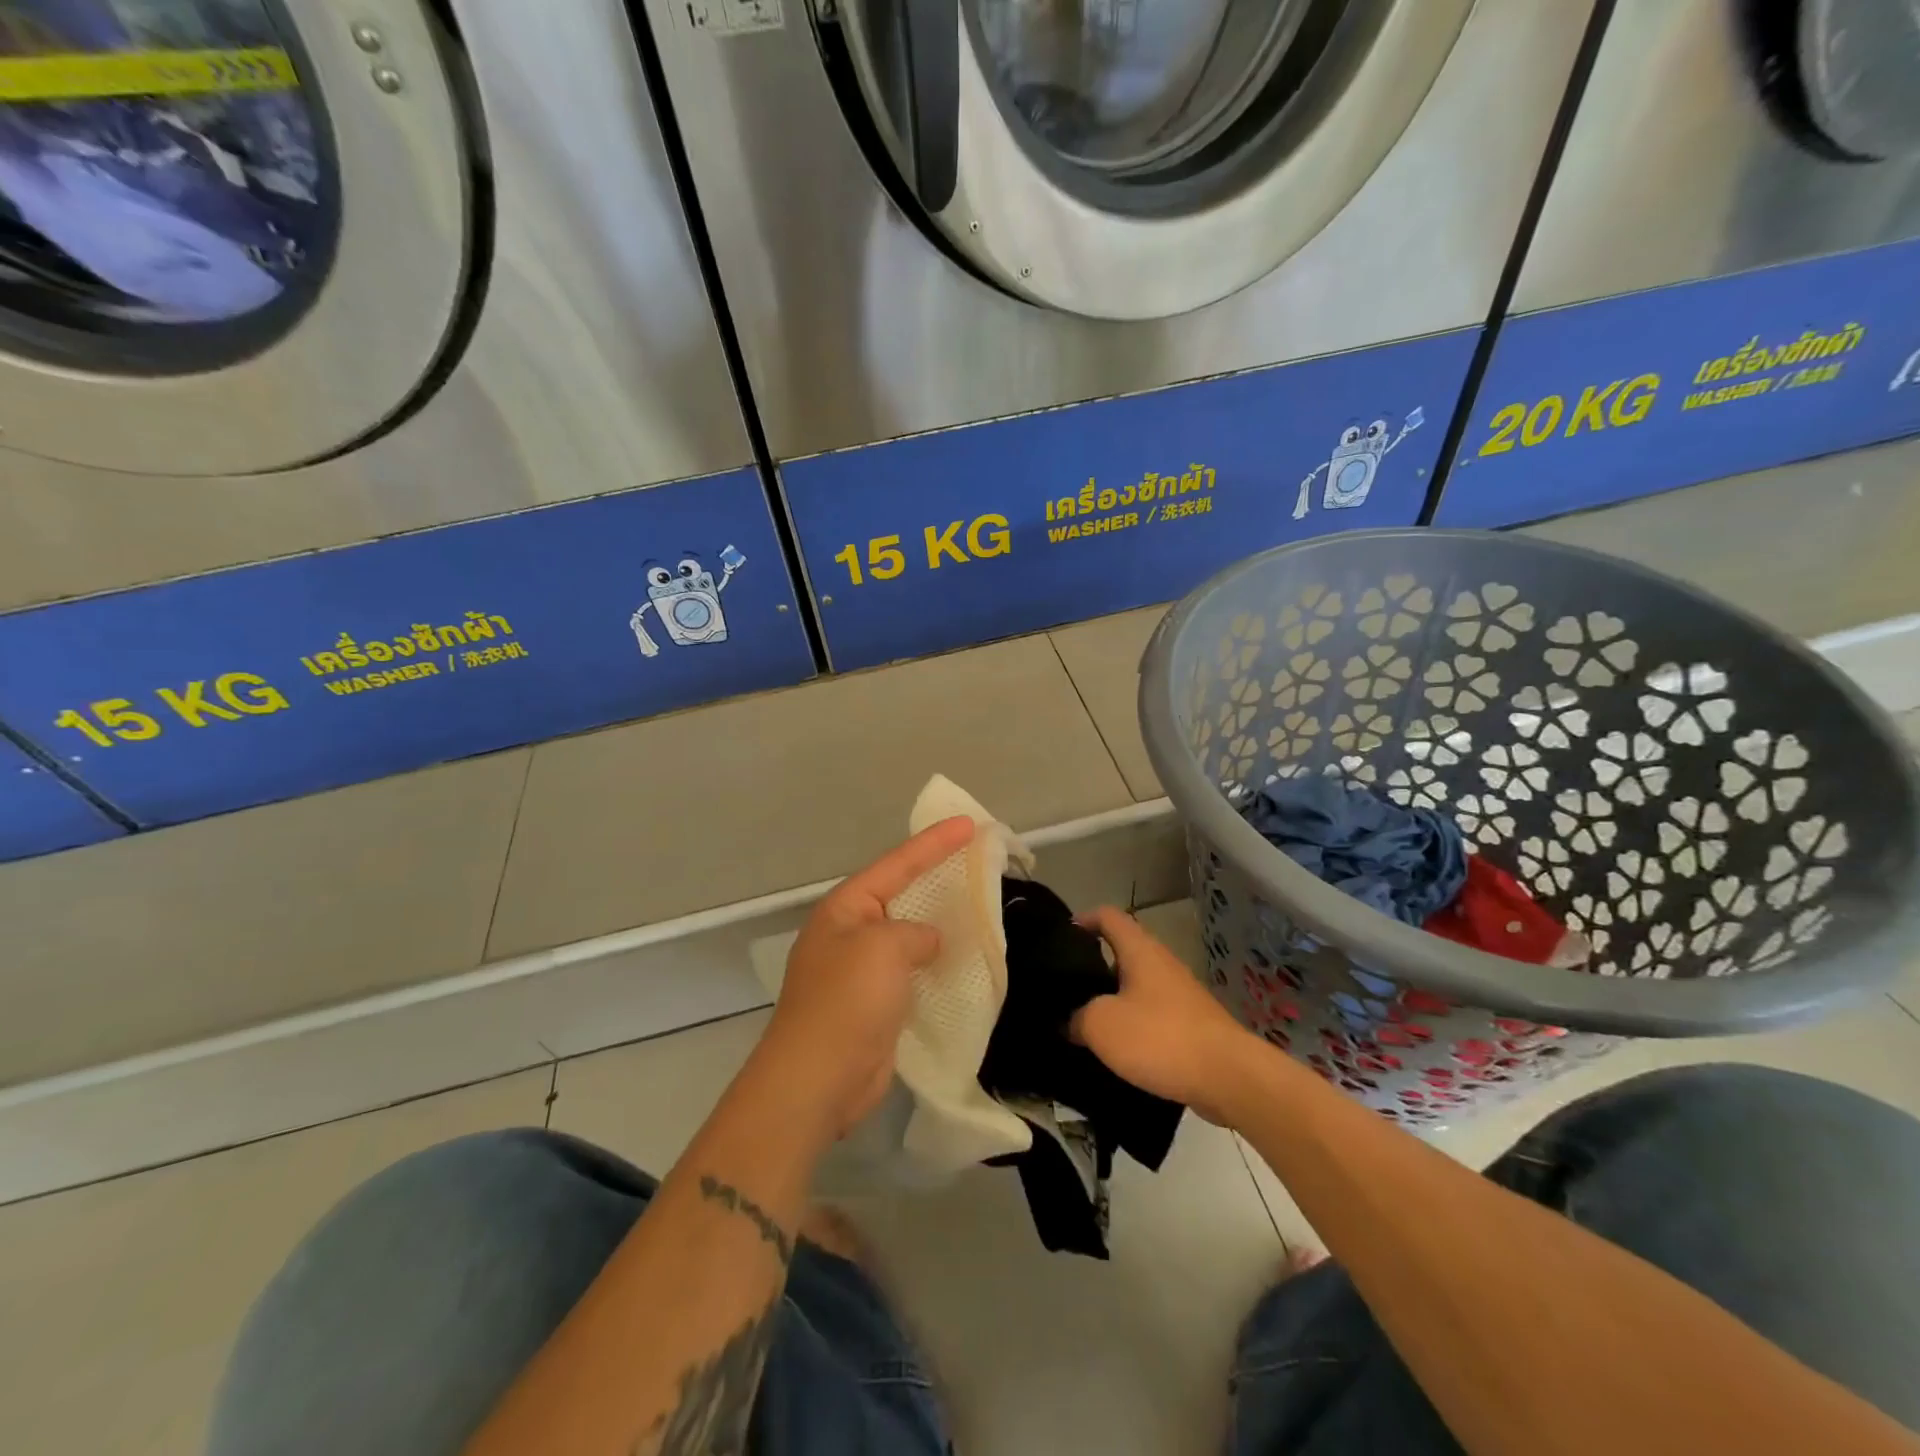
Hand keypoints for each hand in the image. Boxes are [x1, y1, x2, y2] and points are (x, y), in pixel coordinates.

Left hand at [752, 816, 975, 1138]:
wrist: (818, 1080)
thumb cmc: (846, 1002)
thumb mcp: (882, 948)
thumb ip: (914, 932)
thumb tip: (927, 942)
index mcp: (845, 909)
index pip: (896, 864)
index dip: (934, 843)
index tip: (969, 825)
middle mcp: (851, 933)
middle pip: (901, 894)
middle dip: (937, 878)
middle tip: (977, 861)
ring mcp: (861, 971)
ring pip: (909, 935)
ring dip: (940, 923)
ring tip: (979, 908)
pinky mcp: (876, 1005)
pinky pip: (913, 971)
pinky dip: (937, 964)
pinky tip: (964, 961)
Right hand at [1071, 906, 1257, 1124]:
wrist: (1229, 1077)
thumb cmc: (1160, 1037)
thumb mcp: (1101, 1025)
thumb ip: (1077, 1017)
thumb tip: (1070, 1021)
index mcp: (1140, 950)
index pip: (1108, 916)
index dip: (1083, 919)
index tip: (1061, 937)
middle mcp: (1162, 964)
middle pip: (1122, 952)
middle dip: (1093, 966)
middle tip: (1066, 988)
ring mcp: (1180, 995)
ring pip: (1137, 987)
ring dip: (1112, 1000)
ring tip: (1084, 1022)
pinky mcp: (1192, 1025)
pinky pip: (1152, 1015)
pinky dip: (1133, 1026)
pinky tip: (1117, 1050)